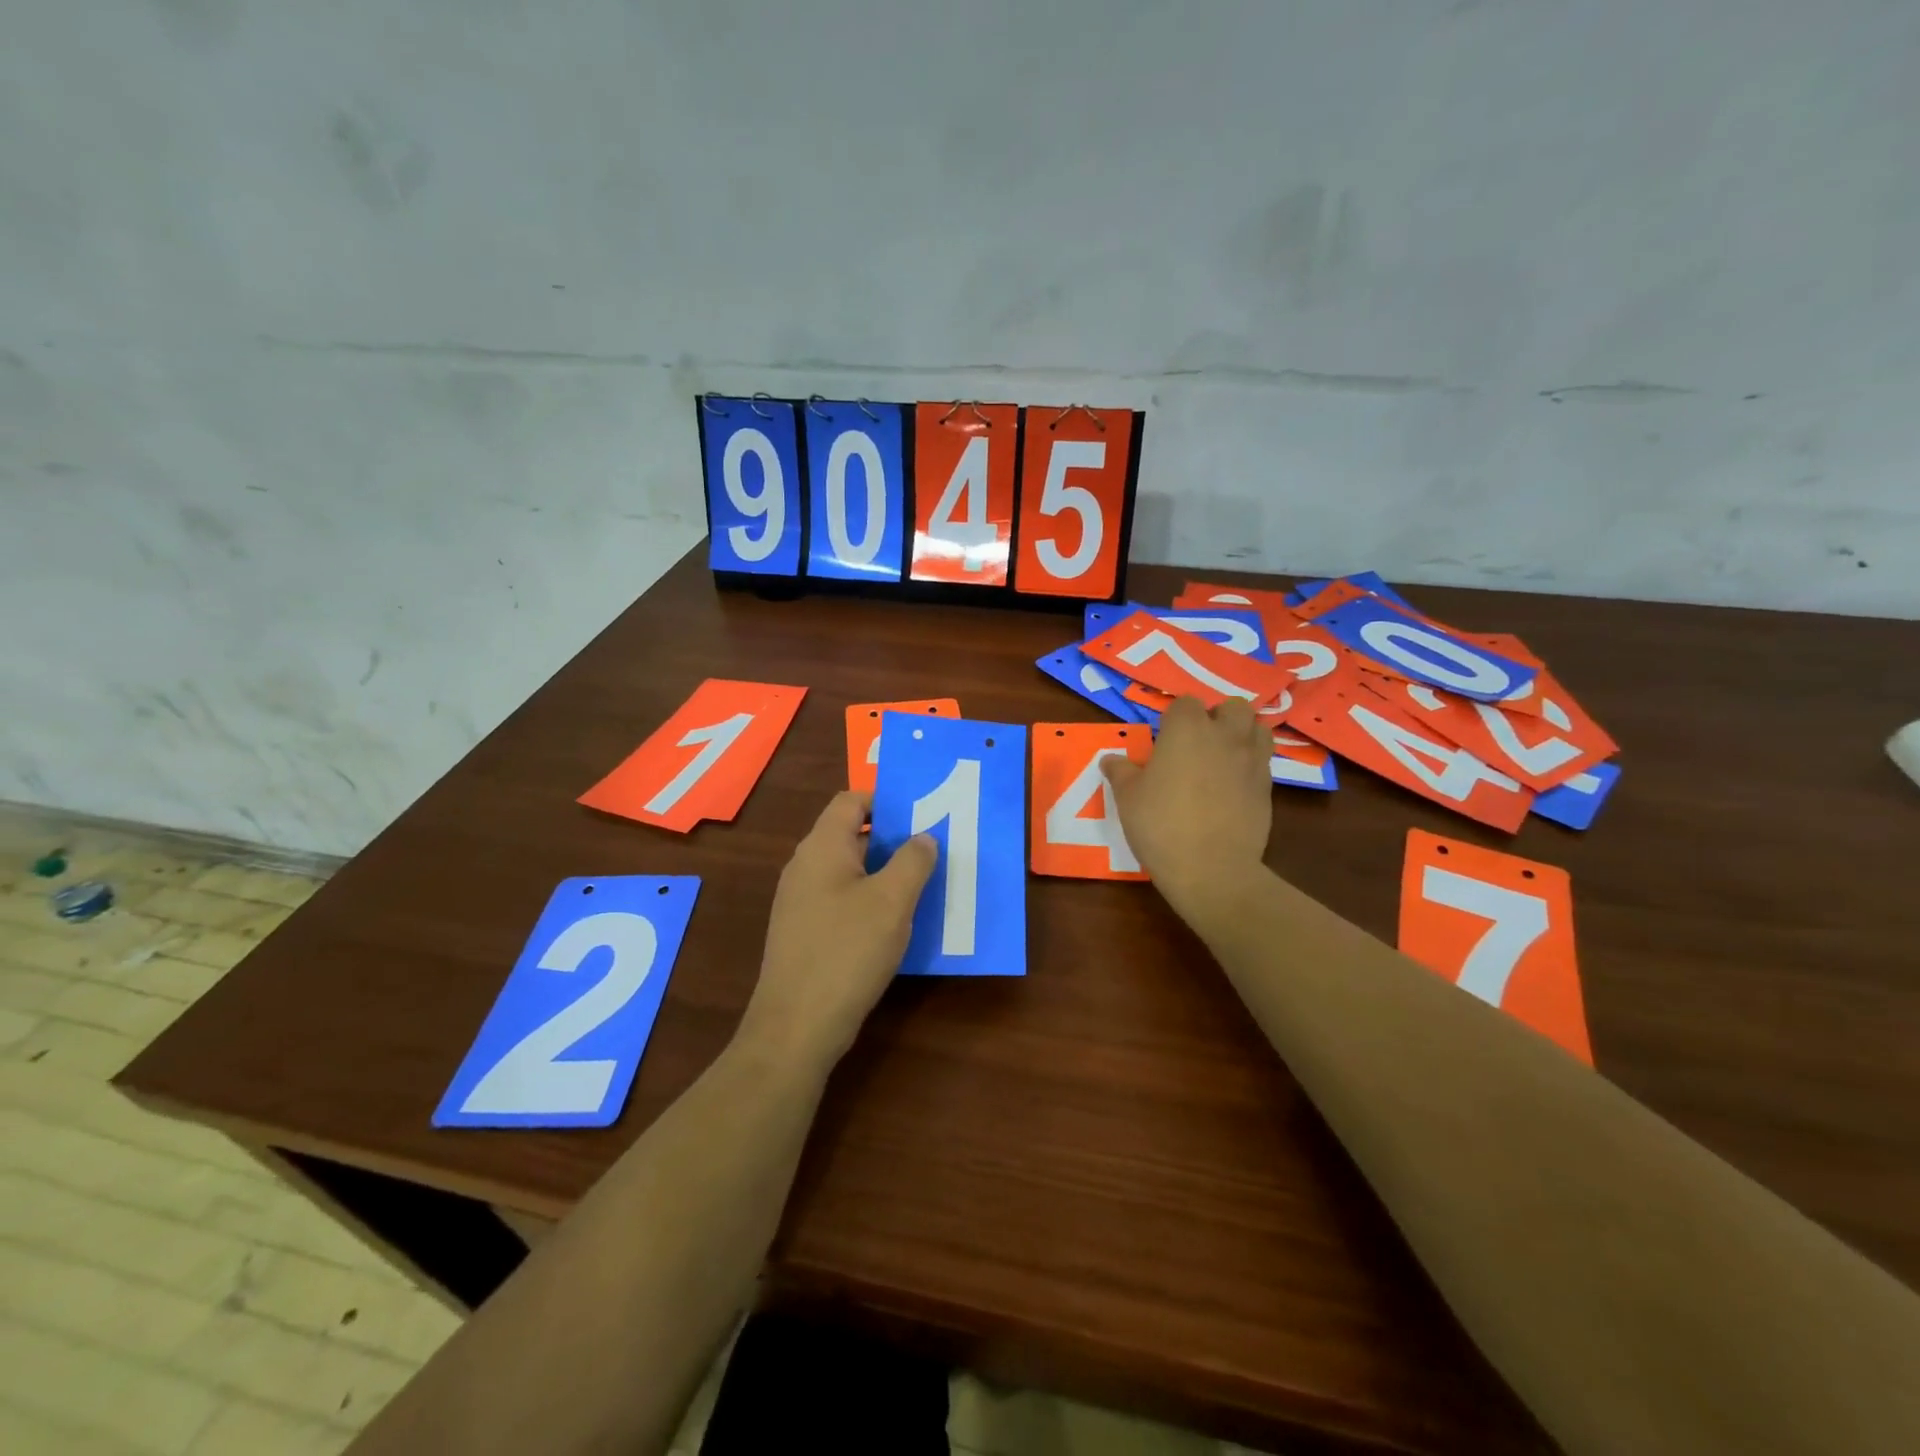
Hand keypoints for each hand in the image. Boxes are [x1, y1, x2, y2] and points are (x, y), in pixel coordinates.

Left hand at [739, 790, 936, 1075]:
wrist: (796, 1026)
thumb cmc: (847, 951)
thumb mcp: (892, 901)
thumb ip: (913, 860)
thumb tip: (923, 837)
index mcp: (822, 847)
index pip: (851, 801)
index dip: (885, 801)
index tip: (921, 816)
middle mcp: (805, 866)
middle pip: (850, 834)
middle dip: (891, 838)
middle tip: (931, 850)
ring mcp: (800, 901)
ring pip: (848, 870)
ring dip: (883, 872)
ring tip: (921, 885)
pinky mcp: (803, 931)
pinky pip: (840, 900)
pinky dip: (868, 900)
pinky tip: (894, 923)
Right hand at [1102, 695, 1272, 919]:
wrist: (1211, 868)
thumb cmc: (1161, 825)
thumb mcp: (1128, 797)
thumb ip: (1121, 772)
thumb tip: (1111, 759)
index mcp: (1187, 729)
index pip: (1185, 703)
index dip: (1175, 718)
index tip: (1164, 739)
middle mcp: (1224, 736)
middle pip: (1233, 707)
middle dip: (1219, 717)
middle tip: (1199, 743)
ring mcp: (1251, 760)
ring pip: (1257, 729)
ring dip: (1243, 735)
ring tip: (1223, 758)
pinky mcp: (1268, 788)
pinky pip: (1263, 762)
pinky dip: (1251, 765)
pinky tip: (1233, 787)